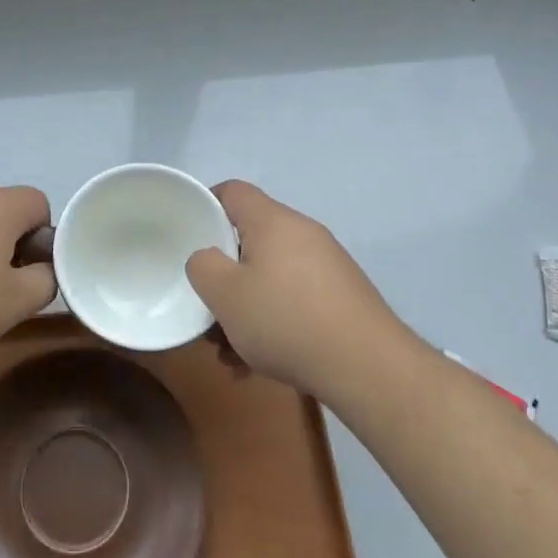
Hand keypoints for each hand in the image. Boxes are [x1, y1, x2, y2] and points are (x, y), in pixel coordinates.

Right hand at [185, 180, 399, 398]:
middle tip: (209, 308)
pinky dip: (275, 319)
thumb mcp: (225, 295)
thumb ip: (202, 266)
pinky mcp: (342, 294)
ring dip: (248, 306)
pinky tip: (264, 361)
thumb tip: (207, 257)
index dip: (206, 205)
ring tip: (233, 352)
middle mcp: (303, 232)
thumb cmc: (286, 321)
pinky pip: (295, 296)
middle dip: (225, 274)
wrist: (367, 366)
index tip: (190, 236)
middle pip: (251, 238)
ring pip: (271, 274)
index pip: (233, 191)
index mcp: (273, 221)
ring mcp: (327, 263)